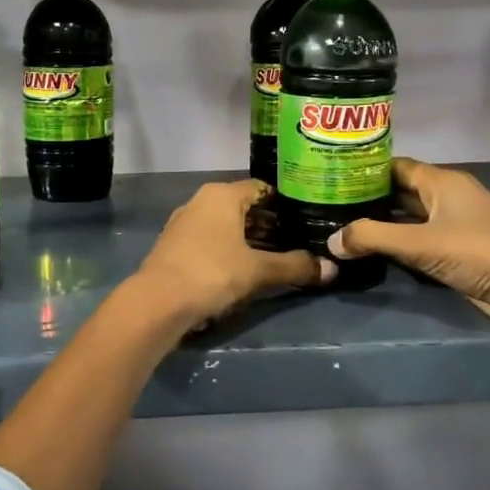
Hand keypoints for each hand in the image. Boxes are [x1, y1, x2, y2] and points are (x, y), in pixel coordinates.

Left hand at [134, 180, 333, 329]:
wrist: (156, 302)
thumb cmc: (211, 273)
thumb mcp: (258, 271)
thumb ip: (294, 267)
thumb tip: (332, 269)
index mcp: (222, 194)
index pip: (262, 188)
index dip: (285, 204)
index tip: (305, 220)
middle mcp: (201, 200)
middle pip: (243, 206)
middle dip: (268, 223)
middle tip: (295, 241)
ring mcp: (184, 222)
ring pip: (225, 224)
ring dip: (247, 238)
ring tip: (273, 258)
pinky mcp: (174, 245)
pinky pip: (209, 239)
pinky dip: (227, 249)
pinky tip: (240, 270)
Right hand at [327, 158, 489, 351]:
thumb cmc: (481, 252)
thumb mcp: (421, 243)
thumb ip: (373, 238)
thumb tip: (330, 241)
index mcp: (442, 182)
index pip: (395, 166)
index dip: (365, 169)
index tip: (331, 176)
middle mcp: (447, 198)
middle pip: (400, 193)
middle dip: (367, 200)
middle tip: (326, 206)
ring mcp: (454, 227)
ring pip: (408, 220)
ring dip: (380, 226)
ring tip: (338, 229)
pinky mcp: (458, 255)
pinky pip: (419, 245)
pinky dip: (397, 248)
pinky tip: (369, 254)